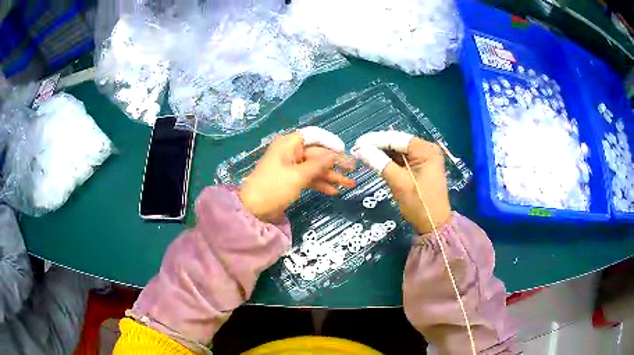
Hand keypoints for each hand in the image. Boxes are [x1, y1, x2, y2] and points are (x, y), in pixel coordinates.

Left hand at [239, 127, 355, 222]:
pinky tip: (335, 191)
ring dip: (331, 176)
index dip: (329, 142)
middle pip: (317, 154)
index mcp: (288, 144)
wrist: (253, 210)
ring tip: (350, 184)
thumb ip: (318, 164)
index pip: (313, 136)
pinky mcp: (291, 180)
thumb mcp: (298, 176)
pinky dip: (320, 184)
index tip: (344, 151)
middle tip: (352, 170)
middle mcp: (290, 152)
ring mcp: (291, 167)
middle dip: (335, 163)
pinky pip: (309, 178)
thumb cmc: (274, 188)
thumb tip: (334, 155)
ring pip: (315, 168)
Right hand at [352, 131, 449, 233]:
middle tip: (356, 149)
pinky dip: (387, 160)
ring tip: (361, 154)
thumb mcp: (399, 183)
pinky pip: (401, 159)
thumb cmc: (420, 204)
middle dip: (376, 146)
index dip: (374, 140)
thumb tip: (360, 149)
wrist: (434, 225)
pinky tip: (374, 160)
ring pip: (397, 151)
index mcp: (425, 150)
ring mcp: (423, 158)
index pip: (396, 139)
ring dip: (380, 152)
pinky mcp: (419, 167)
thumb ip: (380, 163)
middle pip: (397, 142)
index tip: (356, 144)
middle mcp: (426, 150)